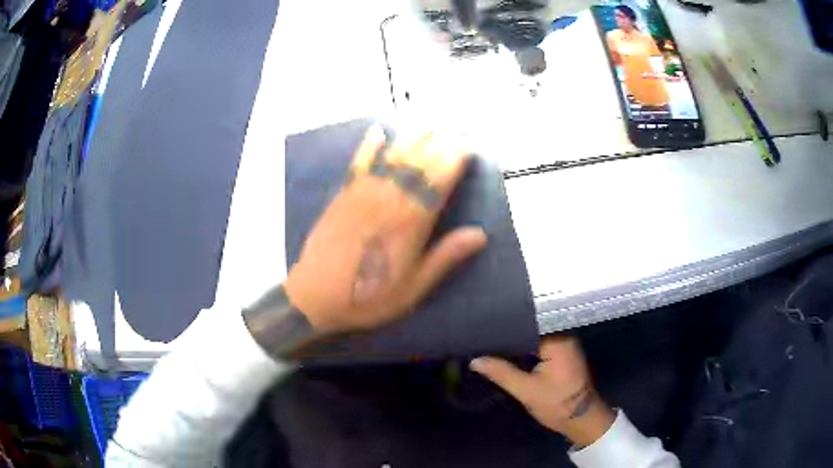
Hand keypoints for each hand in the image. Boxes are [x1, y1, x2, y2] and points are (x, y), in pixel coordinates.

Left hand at [284, 125, 487, 333]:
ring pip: (392, 157)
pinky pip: (359, 163)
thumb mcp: (414, 287)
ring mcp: (363, 194)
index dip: (454, 162)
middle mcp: (390, 200)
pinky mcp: (343, 195)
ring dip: (411, 139)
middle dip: (438, 144)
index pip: (439, 182)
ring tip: (427, 124)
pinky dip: (369, 145)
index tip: (467, 147)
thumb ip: (445, 257)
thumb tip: (480, 234)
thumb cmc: (370, 297)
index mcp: (412, 223)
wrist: (316, 296)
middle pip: (418, 164)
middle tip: (452, 128)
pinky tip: (378, 131)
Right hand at [470, 335, 614, 447]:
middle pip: (531, 328)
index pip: (527, 324)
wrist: (581, 419)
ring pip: (535, 336)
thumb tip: (475, 360)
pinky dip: (526, 348)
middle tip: (483, 335)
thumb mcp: (525, 390)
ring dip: (517, 341)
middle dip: (509, 333)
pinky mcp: (563, 354)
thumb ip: (501, 372)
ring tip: (491, 341)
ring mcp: (565, 344)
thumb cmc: (556, 403)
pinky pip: (541, 344)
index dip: (505, 326)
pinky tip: (509, 352)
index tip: (483, 327)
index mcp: (558, 339)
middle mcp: (564, 336)